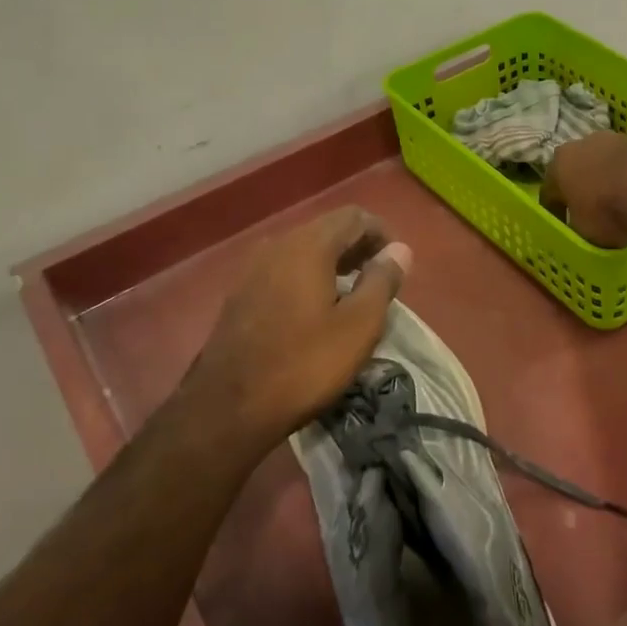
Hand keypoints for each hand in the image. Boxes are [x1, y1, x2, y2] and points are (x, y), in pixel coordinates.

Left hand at [178, 207, 411, 455]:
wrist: (227, 408)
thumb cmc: (304, 364)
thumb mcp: (359, 325)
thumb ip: (382, 280)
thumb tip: (399, 249)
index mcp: (308, 245)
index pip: (355, 217)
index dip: (382, 234)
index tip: (397, 267)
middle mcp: (277, 245)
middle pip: (328, 229)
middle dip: (359, 248)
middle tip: (380, 282)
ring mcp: (253, 269)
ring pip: (305, 250)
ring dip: (334, 264)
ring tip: (353, 297)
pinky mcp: (240, 294)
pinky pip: (284, 270)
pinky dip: (309, 278)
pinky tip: (317, 312)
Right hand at [541, 131, 626, 247]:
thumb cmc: (607, 212)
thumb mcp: (583, 232)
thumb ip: (577, 224)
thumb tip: (582, 225)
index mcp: (559, 164)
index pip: (550, 190)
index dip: (556, 211)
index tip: (564, 226)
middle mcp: (584, 144)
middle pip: (579, 169)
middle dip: (583, 187)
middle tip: (591, 211)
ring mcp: (617, 139)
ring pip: (607, 163)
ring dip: (610, 180)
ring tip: (620, 204)